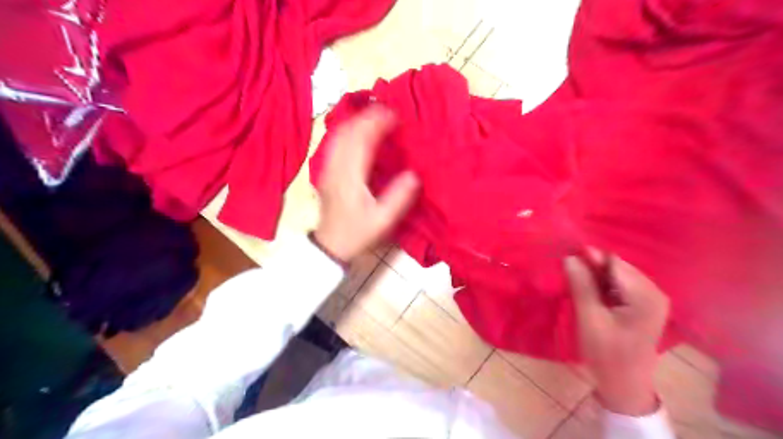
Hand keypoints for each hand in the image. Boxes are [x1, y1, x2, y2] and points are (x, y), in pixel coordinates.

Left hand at [314, 105, 418, 260]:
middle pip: (347, 131)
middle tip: (387, 110)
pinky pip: (335, 143)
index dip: (377, 123)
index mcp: (350, 176)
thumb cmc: (357, 233)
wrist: (330, 245)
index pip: (361, 140)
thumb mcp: (382, 220)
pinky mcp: (326, 171)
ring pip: (338, 134)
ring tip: (375, 117)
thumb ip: (398, 197)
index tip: (395, 114)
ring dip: (356, 121)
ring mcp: (327, 168)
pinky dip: (348, 131)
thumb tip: (414, 175)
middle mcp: (335, 167)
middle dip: (367, 116)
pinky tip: (358, 132)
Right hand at [567, 253, 669, 416]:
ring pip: (617, 274)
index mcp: (645, 296)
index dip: (589, 257)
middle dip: (592, 266)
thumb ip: (581, 285)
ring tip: (574, 278)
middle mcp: (654, 292)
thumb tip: (569, 257)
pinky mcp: (643, 304)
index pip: (614, 264)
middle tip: (566, 267)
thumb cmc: (606, 354)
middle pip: (617, 267)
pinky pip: (619, 285)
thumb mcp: (589, 319)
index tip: (565, 253)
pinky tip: (588, 289)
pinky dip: (602, 284)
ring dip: (595, 275)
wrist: (624, 384)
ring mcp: (650, 298)